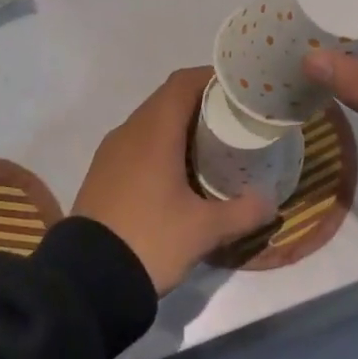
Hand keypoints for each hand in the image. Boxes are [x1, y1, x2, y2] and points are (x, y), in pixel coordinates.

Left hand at [74, 68, 274, 294]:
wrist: (85, 281)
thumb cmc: (150, 240)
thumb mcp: (204, 230)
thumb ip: (243, 211)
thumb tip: (272, 201)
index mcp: (154, 132)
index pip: (183, 83)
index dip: (211, 77)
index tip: (239, 88)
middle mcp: (129, 132)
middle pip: (167, 99)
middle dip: (201, 102)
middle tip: (233, 118)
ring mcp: (111, 153)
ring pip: (150, 122)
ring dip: (179, 124)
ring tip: (211, 144)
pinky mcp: (102, 174)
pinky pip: (136, 144)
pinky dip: (160, 145)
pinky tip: (178, 173)